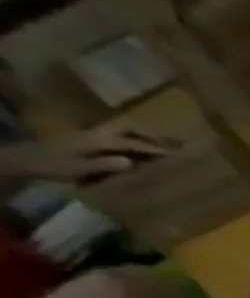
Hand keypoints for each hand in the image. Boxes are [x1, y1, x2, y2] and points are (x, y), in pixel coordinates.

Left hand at [0, 125, 171, 184]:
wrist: (25, 160)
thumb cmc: (53, 166)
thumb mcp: (78, 168)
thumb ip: (103, 164)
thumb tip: (130, 162)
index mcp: (96, 140)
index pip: (131, 143)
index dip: (154, 148)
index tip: (176, 154)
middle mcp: (96, 134)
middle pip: (128, 130)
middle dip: (151, 136)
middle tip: (174, 144)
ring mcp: (91, 136)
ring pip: (122, 132)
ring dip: (143, 136)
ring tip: (162, 145)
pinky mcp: (89, 141)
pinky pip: (116, 137)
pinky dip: (132, 140)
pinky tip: (140, 148)